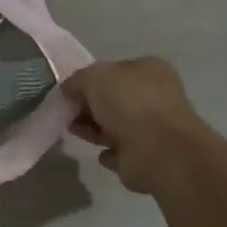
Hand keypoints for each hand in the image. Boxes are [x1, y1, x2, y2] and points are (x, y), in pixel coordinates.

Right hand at [62, 56, 216, 196]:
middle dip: (88, 106)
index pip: (114, 69)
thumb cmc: (129, 102)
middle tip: (68, 113)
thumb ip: (77, 80)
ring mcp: (154, 128)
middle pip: (113, 98)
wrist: (159, 151)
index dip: (89, 79)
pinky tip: (99, 153)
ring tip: (74, 131)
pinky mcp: (148, 156)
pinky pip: (121, 151)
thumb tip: (68, 91)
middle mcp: (155, 96)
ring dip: (94, 128)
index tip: (69, 91)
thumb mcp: (94, 77)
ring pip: (115, 125)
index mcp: (150, 69)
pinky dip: (108, 152)